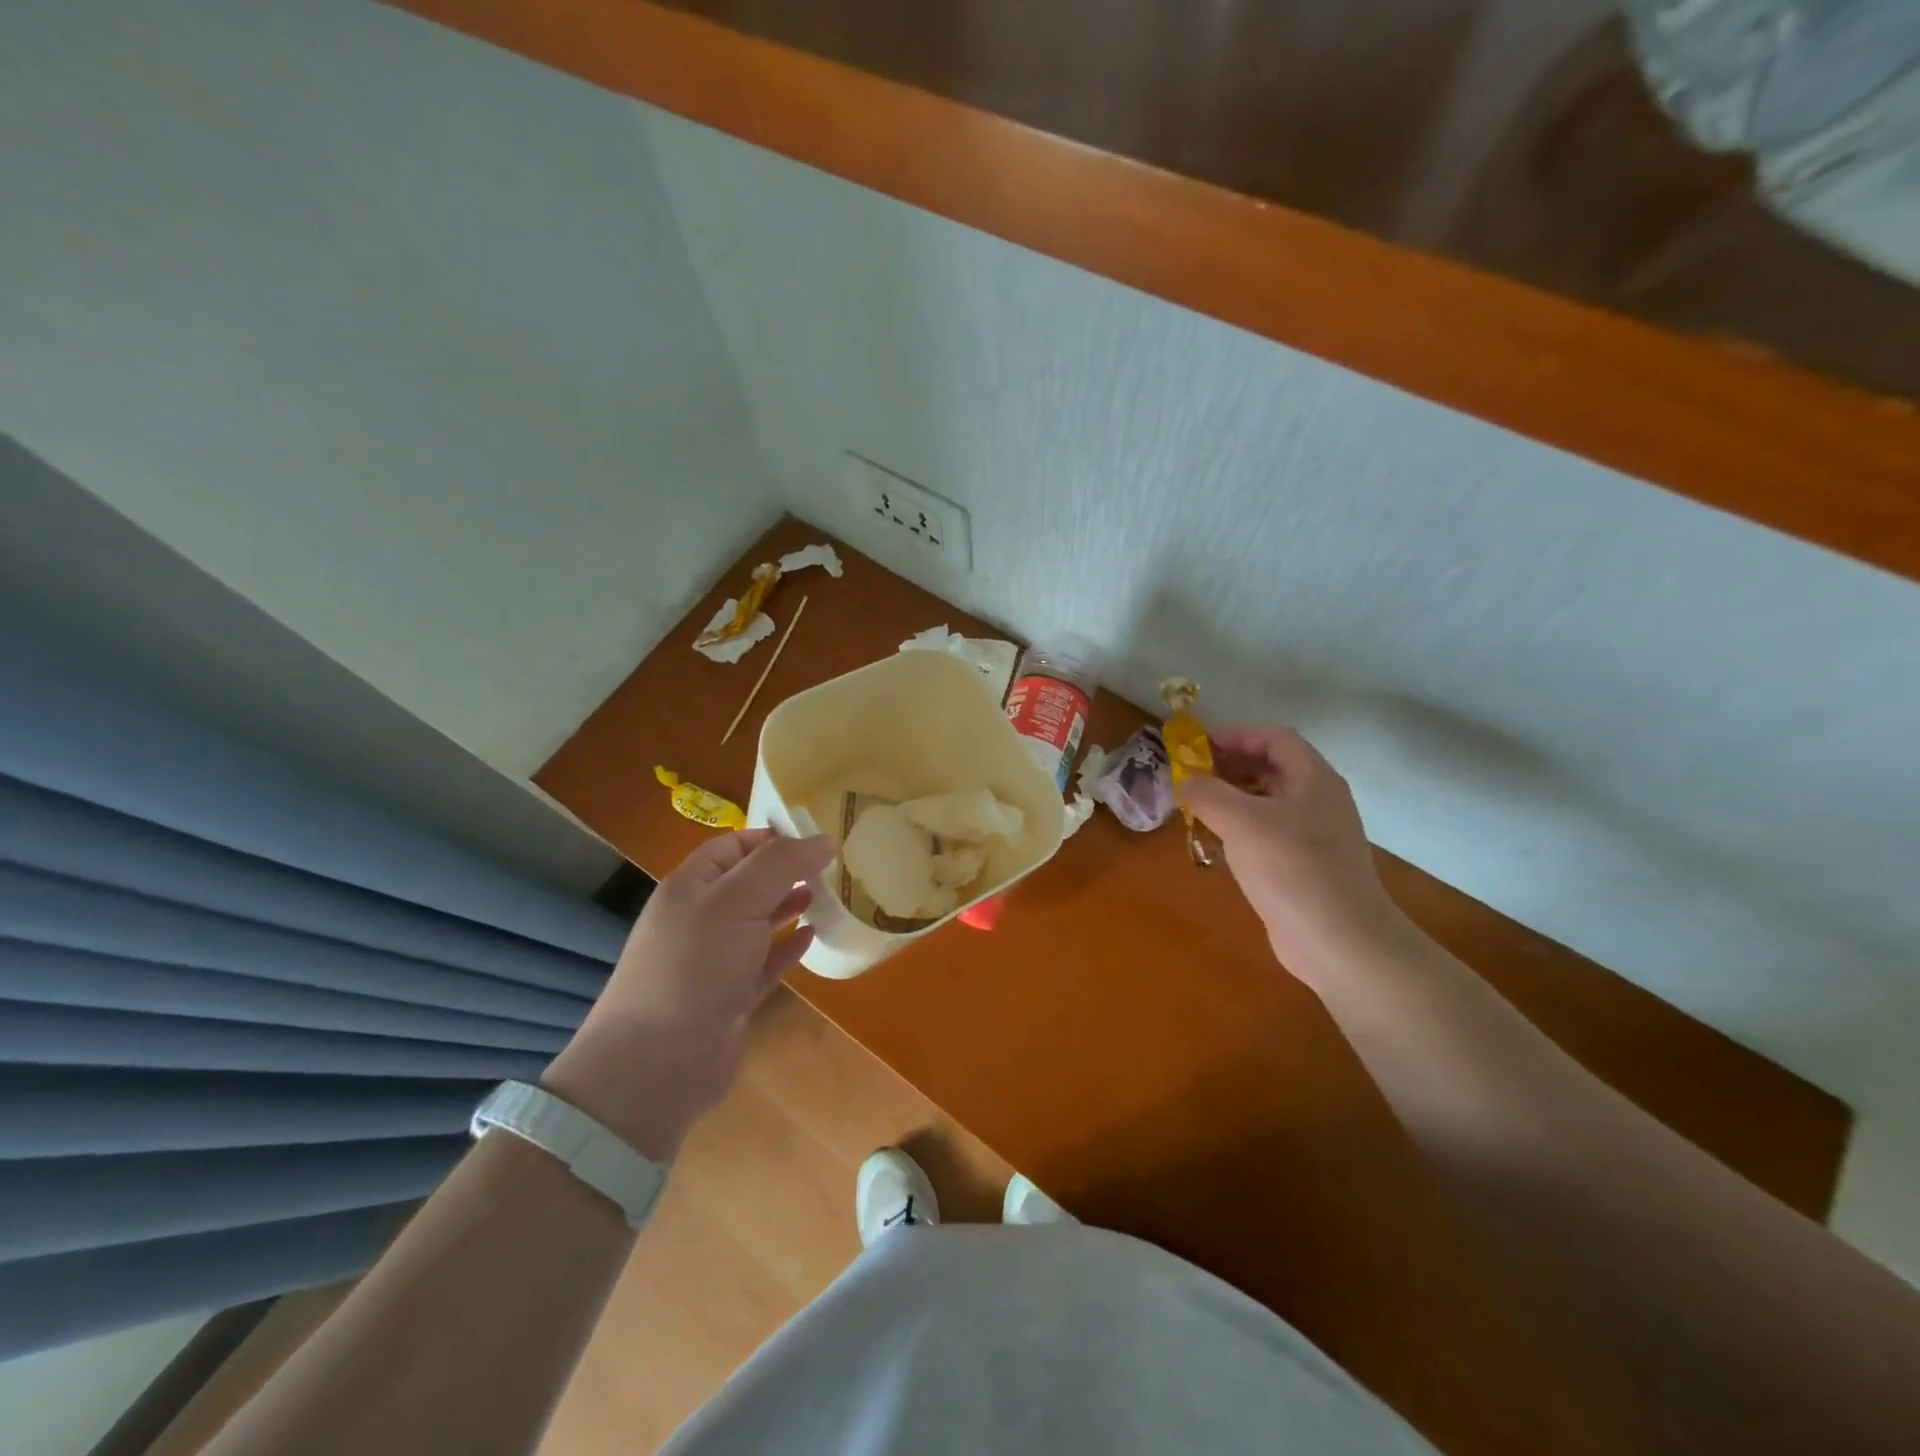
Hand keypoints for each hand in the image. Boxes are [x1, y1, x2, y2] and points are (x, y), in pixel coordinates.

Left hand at [543, 829, 835, 1160]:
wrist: (657, 1064)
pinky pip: (764, 962)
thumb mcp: (736, 901)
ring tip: (825, 895)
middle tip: (831, 866)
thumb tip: (823, 839)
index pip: (733, 846)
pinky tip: (812, 936)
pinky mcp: (731, 996)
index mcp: (691, 886)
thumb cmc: (695, 967)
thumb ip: (780, 865)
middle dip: (786, 871)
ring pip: (758, 922)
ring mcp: (715, 960)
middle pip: (748, 883)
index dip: (772, 837)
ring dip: (789, 906)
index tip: (816, 837)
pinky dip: (787, 947)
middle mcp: (701, 918)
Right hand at [1181, 727, 1407, 978]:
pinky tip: (1216, 844)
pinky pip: (1268, 833)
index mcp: (1313, 779)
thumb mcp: (1241, 822)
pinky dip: (1240, 829)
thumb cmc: (1292, 869)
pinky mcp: (1305, 866)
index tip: (1196, 747)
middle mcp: (1318, 800)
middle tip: (1191, 777)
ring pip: (1268, 802)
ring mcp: (1315, 835)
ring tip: (1197, 808)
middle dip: (1229, 767)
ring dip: (1231, 799)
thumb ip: (1207, 792)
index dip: (1234, 736)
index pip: (1274, 738)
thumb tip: (1187, 780)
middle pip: (1271, 768)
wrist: (1339, 941)